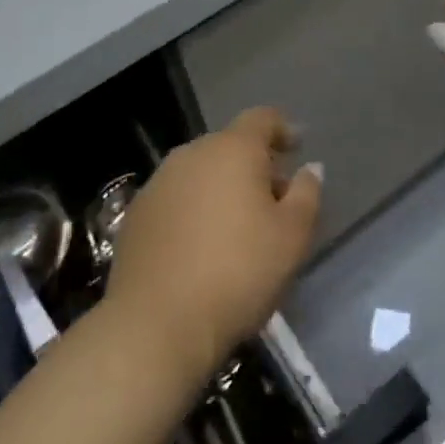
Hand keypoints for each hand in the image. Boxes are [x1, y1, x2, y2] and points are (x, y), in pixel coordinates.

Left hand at [105, 108, 321, 384]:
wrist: (155, 325)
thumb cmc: (237, 273)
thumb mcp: (292, 237)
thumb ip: (306, 194)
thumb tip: (309, 168)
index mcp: (233, 148)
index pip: (262, 118)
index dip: (283, 129)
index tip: (297, 148)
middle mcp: (192, 153)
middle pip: (230, 145)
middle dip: (254, 165)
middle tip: (274, 199)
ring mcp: (159, 182)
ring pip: (201, 172)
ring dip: (222, 187)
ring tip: (237, 226)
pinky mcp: (136, 214)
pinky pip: (176, 198)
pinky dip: (194, 210)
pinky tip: (201, 246)